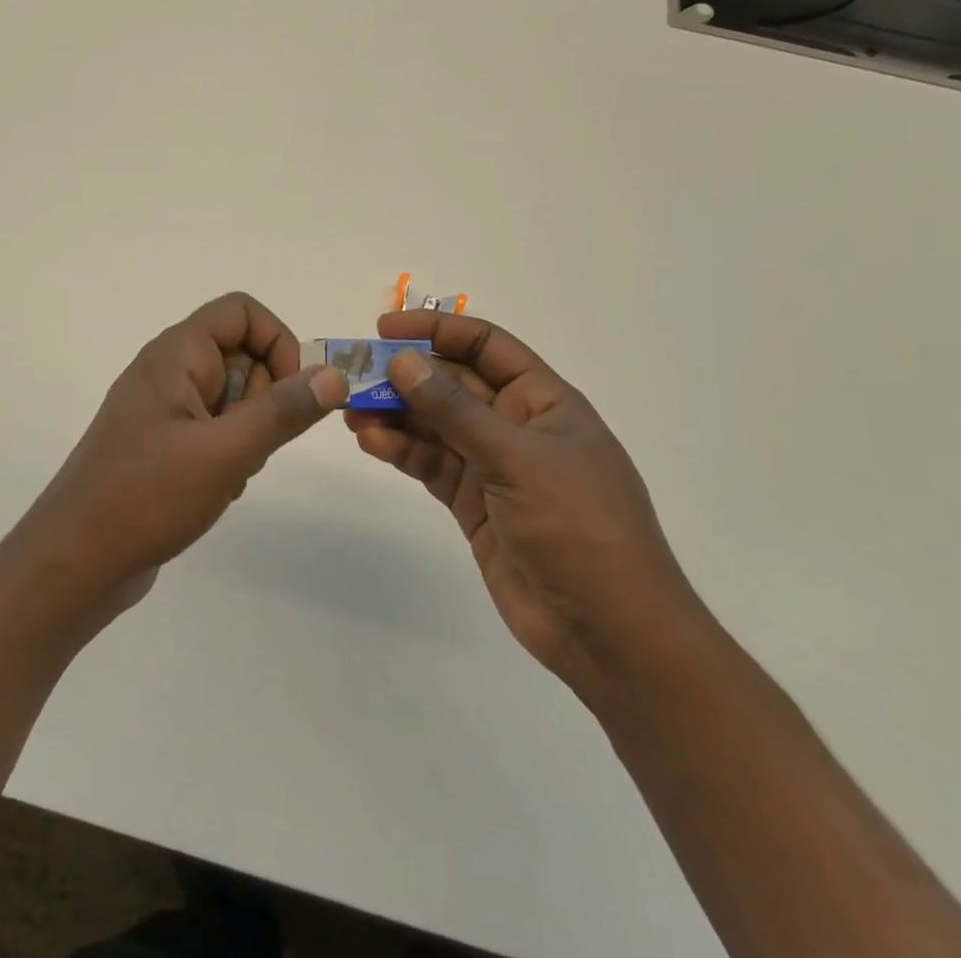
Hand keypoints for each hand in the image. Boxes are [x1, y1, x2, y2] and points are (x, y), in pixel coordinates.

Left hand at [0, 293, 347, 636]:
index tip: (292, 392)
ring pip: (233, 396)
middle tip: (250, 444)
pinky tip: (215, 489)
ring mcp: (163, 409)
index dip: (277, 342)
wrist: (74, 563)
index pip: (241, 311)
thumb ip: (283, 411)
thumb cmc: (147, 497)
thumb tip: (334, 374)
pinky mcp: (162, 443)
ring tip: (229, 472)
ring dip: (248, 431)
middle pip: (241, 354)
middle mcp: (168, 370)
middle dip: (263, 398)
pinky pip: (214, 428)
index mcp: (176, 354)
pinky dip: (228, 452)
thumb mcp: (226, 452)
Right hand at [346, 311, 703, 705]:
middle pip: (453, 384)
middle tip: (354, 374)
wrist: (608, 632)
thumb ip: (455, 410)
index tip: (385, 329)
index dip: (437, 331)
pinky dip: (402, 451)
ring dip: (396, 414)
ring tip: (352, 410)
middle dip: (406, 376)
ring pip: (436, 425)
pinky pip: (431, 464)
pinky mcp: (474, 504)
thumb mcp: (516, 458)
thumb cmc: (578, 526)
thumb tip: (403, 361)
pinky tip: (371, 442)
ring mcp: (493, 466)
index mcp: (543, 401)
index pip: (486, 347)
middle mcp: (516, 426)